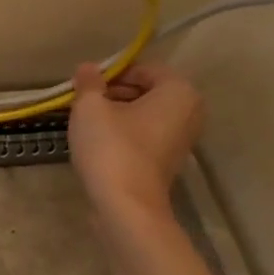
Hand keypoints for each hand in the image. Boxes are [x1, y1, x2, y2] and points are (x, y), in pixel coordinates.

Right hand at [68, 61, 203, 224]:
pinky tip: (100, 144)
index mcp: (179, 92)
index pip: (142, 69)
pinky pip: (145, 136)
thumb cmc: (111, 148)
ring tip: (87, 124)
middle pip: (146, 91)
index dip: (111, 75)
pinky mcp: (169, 162)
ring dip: (117, 115)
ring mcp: (182, 140)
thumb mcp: (90, 108)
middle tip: (84, 104)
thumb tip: (87, 68)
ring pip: (145, 115)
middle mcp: (189, 112)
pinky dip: (125, 134)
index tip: (86, 87)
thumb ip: (89, 83)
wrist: (126, 205)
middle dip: (114, 94)